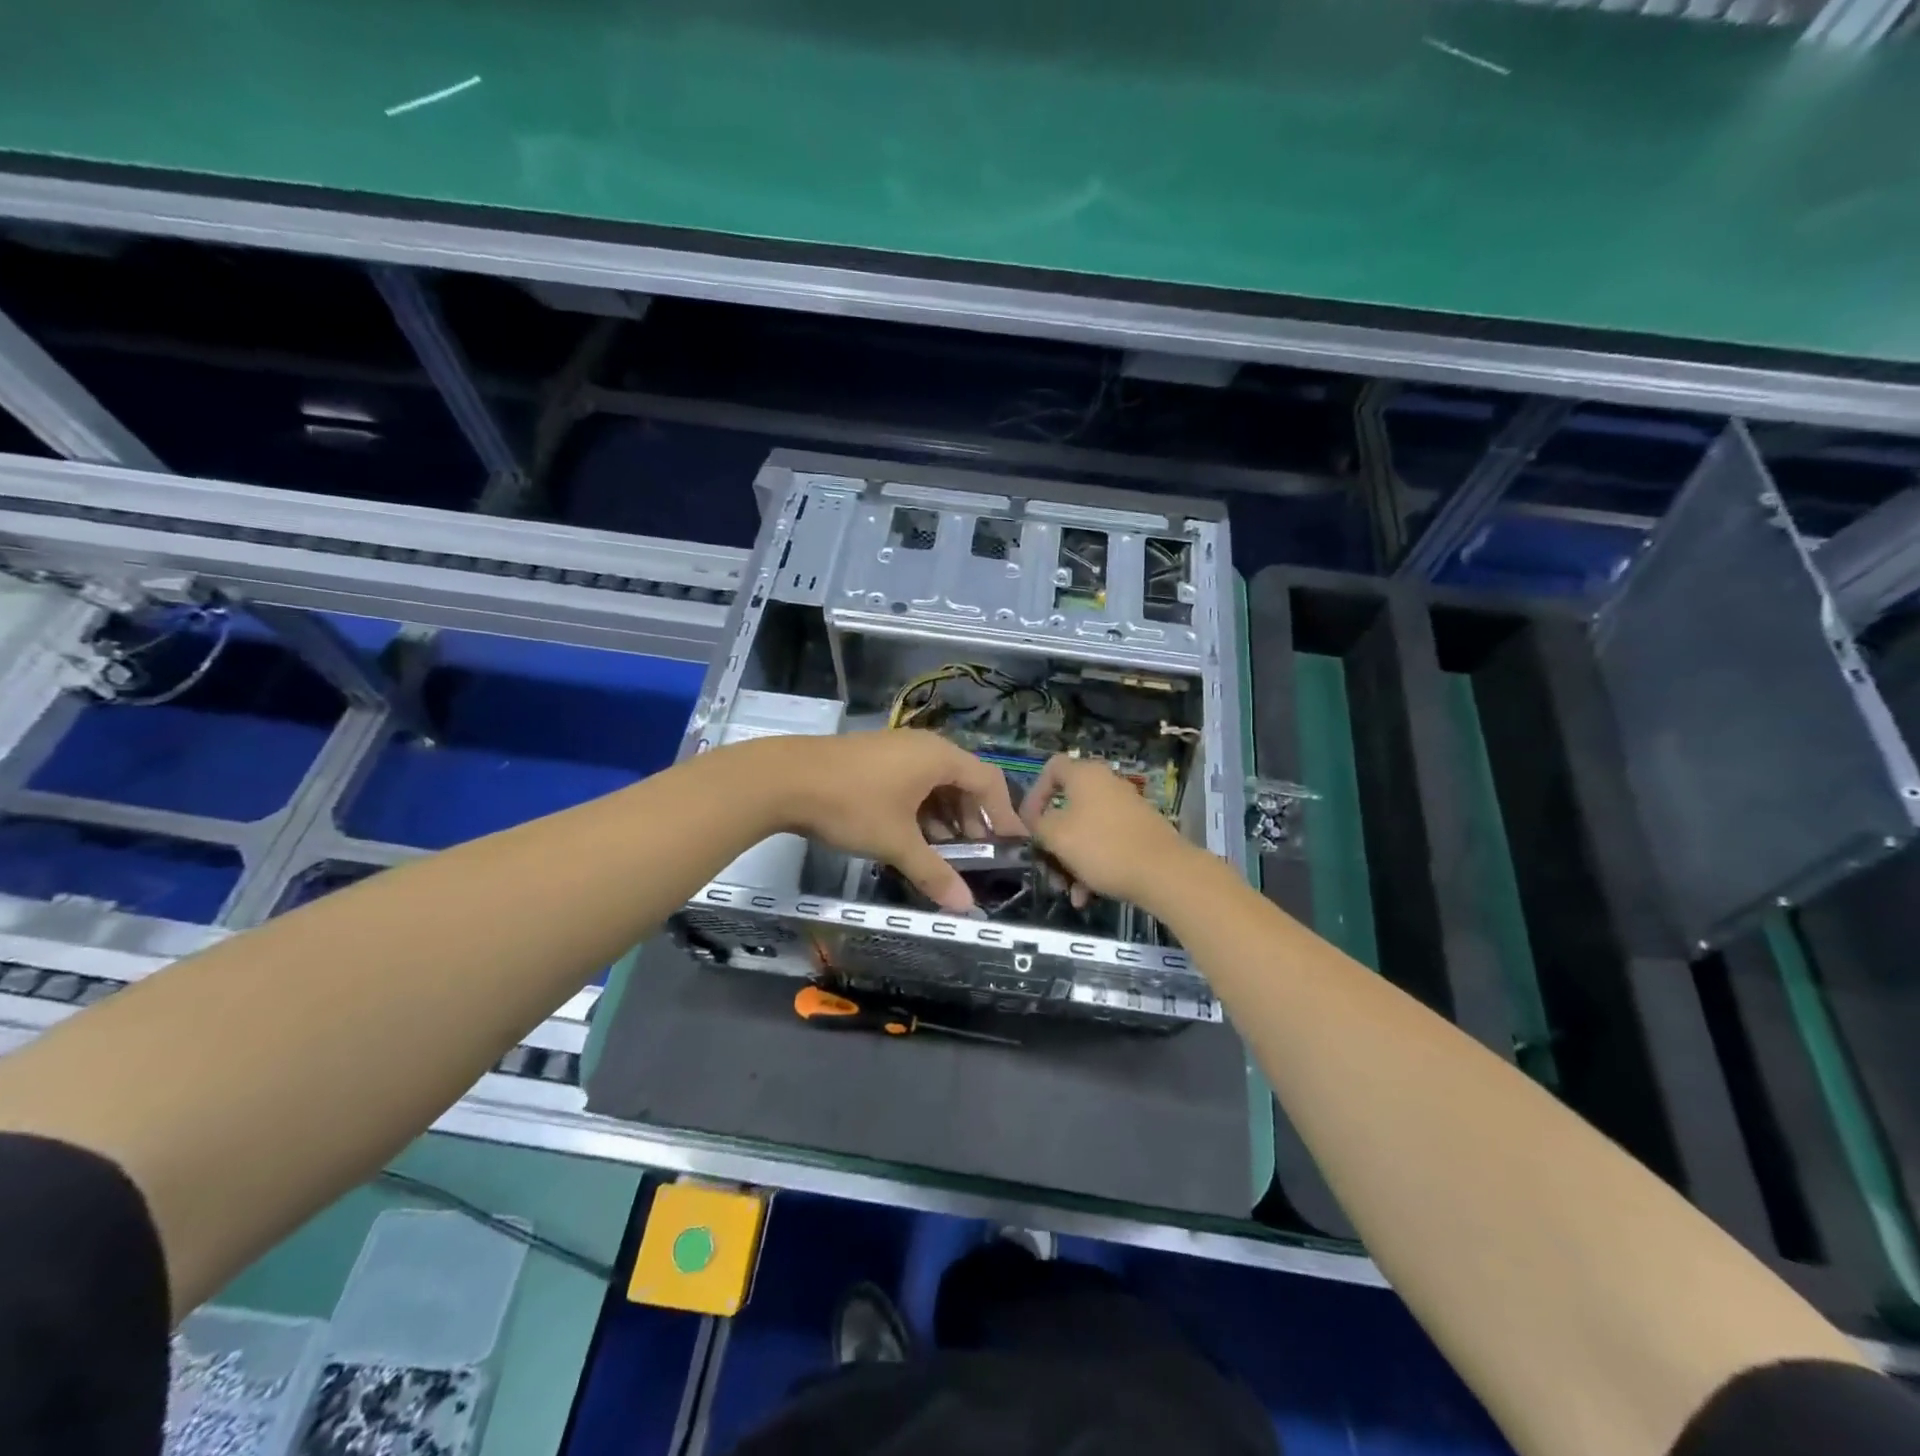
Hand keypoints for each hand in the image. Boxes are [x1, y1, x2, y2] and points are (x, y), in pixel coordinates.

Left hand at [758, 730, 1022, 913]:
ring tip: (944, 853)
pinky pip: (913, 782)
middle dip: (973, 821)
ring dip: (945, 818)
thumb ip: (934, 873)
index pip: (989, 782)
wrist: (784, 778)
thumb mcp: (896, 842)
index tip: (1014, 846)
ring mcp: (897, 749)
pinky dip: (921, 809)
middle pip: (964, 782)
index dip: (1004, 815)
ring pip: (936, 784)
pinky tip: (912, 837)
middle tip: (978, 856)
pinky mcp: (875, 759)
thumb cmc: (852, 805)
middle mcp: (924, 747)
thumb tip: (966, 907)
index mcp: (940, 757)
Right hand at [1018, 754, 1190, 909]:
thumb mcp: (1057, 836)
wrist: (1164, 873)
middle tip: (1047, 867)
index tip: (1029, 823)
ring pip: (1085, 832)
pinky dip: (1093, 866)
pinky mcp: (1139, 833)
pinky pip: (1106, 844)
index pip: (1051, 768)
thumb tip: (1036, 821)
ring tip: (1069, 892)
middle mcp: (1106, 785)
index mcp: (1085, 776)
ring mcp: (1126, 809)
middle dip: (1053, 842)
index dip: (1034, 794)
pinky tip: (1088, 896)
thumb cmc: (1103, 847)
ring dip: (1071, 862)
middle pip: (1067, 808)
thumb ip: (1038, 824)